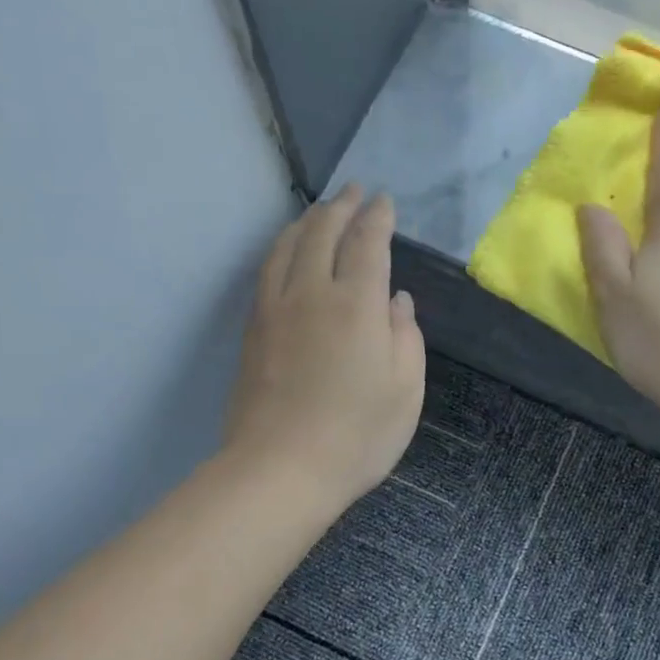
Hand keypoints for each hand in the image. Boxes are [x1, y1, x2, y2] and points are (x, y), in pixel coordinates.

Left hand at [224, 186, 425, 507]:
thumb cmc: (357, 435)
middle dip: (342, 206)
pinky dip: (282, 247)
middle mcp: (313, 292)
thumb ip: (406, 336)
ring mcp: (275, 308)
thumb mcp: (406, 390)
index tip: (384, 201)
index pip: (368, 242)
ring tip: (321, 211)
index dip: (378, 217)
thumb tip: (396, 300)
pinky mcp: (253, 329)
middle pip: (323, 232)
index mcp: (358, 304)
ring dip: (308, 220)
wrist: (280, 469)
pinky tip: (288, 250)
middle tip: (355, 191)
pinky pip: (267, 270)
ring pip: (288, 245)